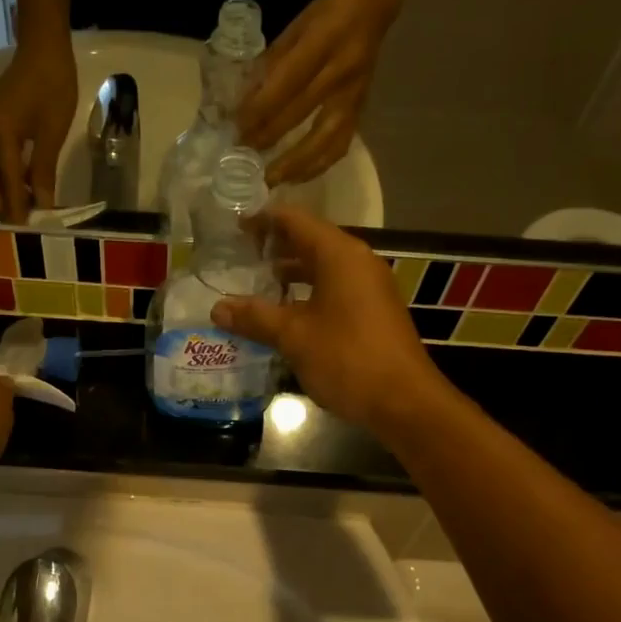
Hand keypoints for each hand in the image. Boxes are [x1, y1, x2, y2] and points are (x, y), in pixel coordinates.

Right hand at [0, 40, 76, 222]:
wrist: (44, 47)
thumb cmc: (53, 86)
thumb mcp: (52, 132)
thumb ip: (43, 170)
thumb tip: (42, 205)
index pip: (5, 181)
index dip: (15, 207)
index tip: (26, 228)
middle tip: (23, 219)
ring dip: (1, 190)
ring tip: (25, 205)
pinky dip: (3, 176)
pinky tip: (24, 184)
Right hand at [209, 206, 455, 436]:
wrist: (403, 401)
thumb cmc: (347, 358)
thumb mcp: (293, 336)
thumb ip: (255, 317)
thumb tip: (217, 308)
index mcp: (339, 255)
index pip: (295, 220)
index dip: (263, 220)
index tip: (234, 227)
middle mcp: (357, 262)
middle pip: (310, 241)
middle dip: (275, 247)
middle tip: (239, 256)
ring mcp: (369, 287)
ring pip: (322, 267)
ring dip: (290, 273)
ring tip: (256, 284)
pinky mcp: (372, 311)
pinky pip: (334, 289)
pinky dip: (307, 292)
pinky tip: (284, 313)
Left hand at [236, 0, 391, 186]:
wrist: (375, 4)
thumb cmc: (328, 12)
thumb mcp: (296, 27)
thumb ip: (272, 64)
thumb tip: (244, 101)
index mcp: (322, 43)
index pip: (285, 84)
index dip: (258, 110)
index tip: (235, 128)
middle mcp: (340, 73)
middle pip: (299, 115)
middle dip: (267, 138)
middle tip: (241, 158)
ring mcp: (353, 95)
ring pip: (324, 141)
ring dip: (294, 164)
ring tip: (270, 180)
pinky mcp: (361, 110)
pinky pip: (340, 145)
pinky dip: (317, 166)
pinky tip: (297, 177)